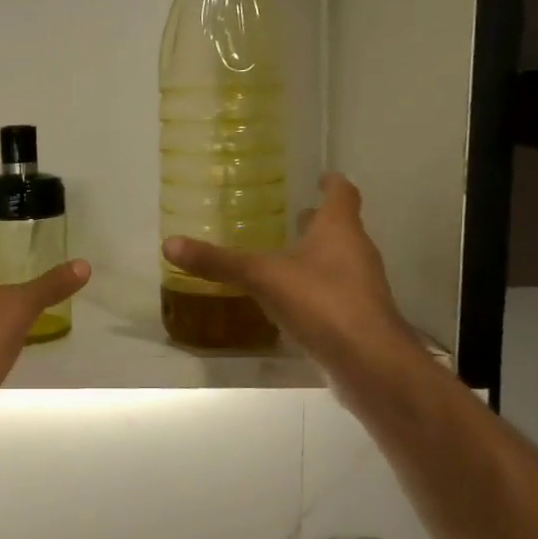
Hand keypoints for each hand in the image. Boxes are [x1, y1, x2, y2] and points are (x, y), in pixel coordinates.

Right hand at [160, 173, 416, 372]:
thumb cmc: (321, 302)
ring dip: (318, 255)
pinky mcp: (359, 317)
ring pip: (340, 261)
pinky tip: (293, 301)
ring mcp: (362, 286)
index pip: (342, 193)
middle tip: (294, 216)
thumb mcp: (262, 278)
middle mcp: (356, 251)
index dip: (332, 183)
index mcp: (339, 229)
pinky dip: (318, 289)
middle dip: (319, 222)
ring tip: (286, 258)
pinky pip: (336, 292)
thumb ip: (219, 262)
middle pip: (342, 228)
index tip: (321, 177)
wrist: (368, 361)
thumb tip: (169, 244)